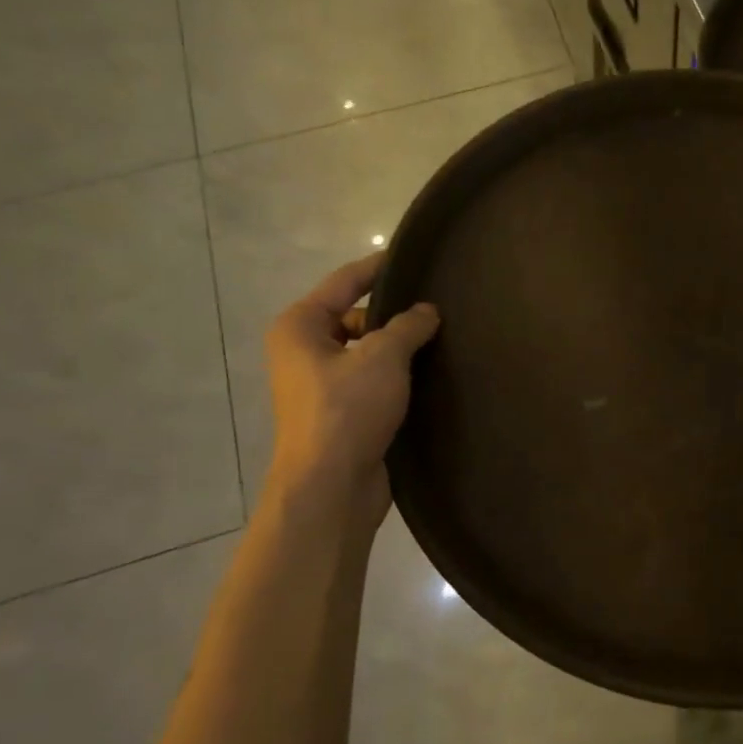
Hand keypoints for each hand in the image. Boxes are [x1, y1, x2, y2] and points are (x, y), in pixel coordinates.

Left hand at [264, 255, 439, 527]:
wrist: (331, 485)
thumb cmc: (347, 410)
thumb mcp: (383, 357)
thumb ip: (407, 326)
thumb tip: (426, 311)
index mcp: (300, 327)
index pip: (344, 282)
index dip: (378, 267)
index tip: (413, 257)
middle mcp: (304, 351)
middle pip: (356, 318)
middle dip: (394, 315)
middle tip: (438, 310)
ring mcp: (321, 385)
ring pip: (367, 352)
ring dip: (399, 349)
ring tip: (442, 342)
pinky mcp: (341, 413)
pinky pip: (372, 381)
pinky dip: (397, 377)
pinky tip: (430, 377)